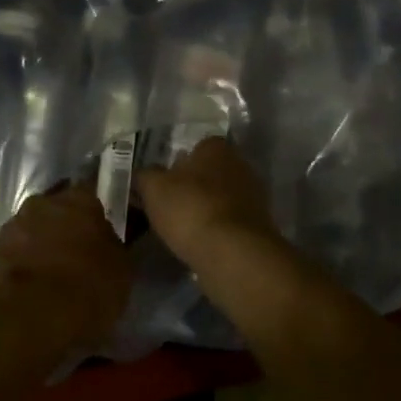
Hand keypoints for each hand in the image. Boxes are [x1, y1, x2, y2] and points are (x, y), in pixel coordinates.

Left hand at [0, 185, 131, 348]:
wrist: (32, 316)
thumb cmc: (87, 286)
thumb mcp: (121, 268)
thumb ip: (113, 245)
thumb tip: (107, 240)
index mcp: (79, 199)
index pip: (92, 191)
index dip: (97, 210)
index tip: (102, 227)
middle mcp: (43, 202)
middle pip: (58, 208)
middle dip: (66, 225)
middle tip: (77, 251)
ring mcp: (13, 225)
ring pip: (33, 228)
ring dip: (42, 242)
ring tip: (53, 272)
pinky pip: (15, 251)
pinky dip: (24, 262)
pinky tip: (33, 285)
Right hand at [136, 138, 281, 267]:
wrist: (233, 253)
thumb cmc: (190, 209)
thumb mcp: (153, 188)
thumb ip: (145, 176)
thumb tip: (143, 175)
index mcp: (217, 148)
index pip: (196, 147)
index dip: (176, 164)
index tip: (161, 183)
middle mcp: (240, 165)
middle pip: (209, 173)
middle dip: (191, 187)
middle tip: (167, 206)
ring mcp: (253, 196)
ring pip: (220, 198)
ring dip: (204, 209)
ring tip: (180, 229)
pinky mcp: (258, 226)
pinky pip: (229, 222)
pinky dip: (216, 230)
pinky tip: (199, 243)